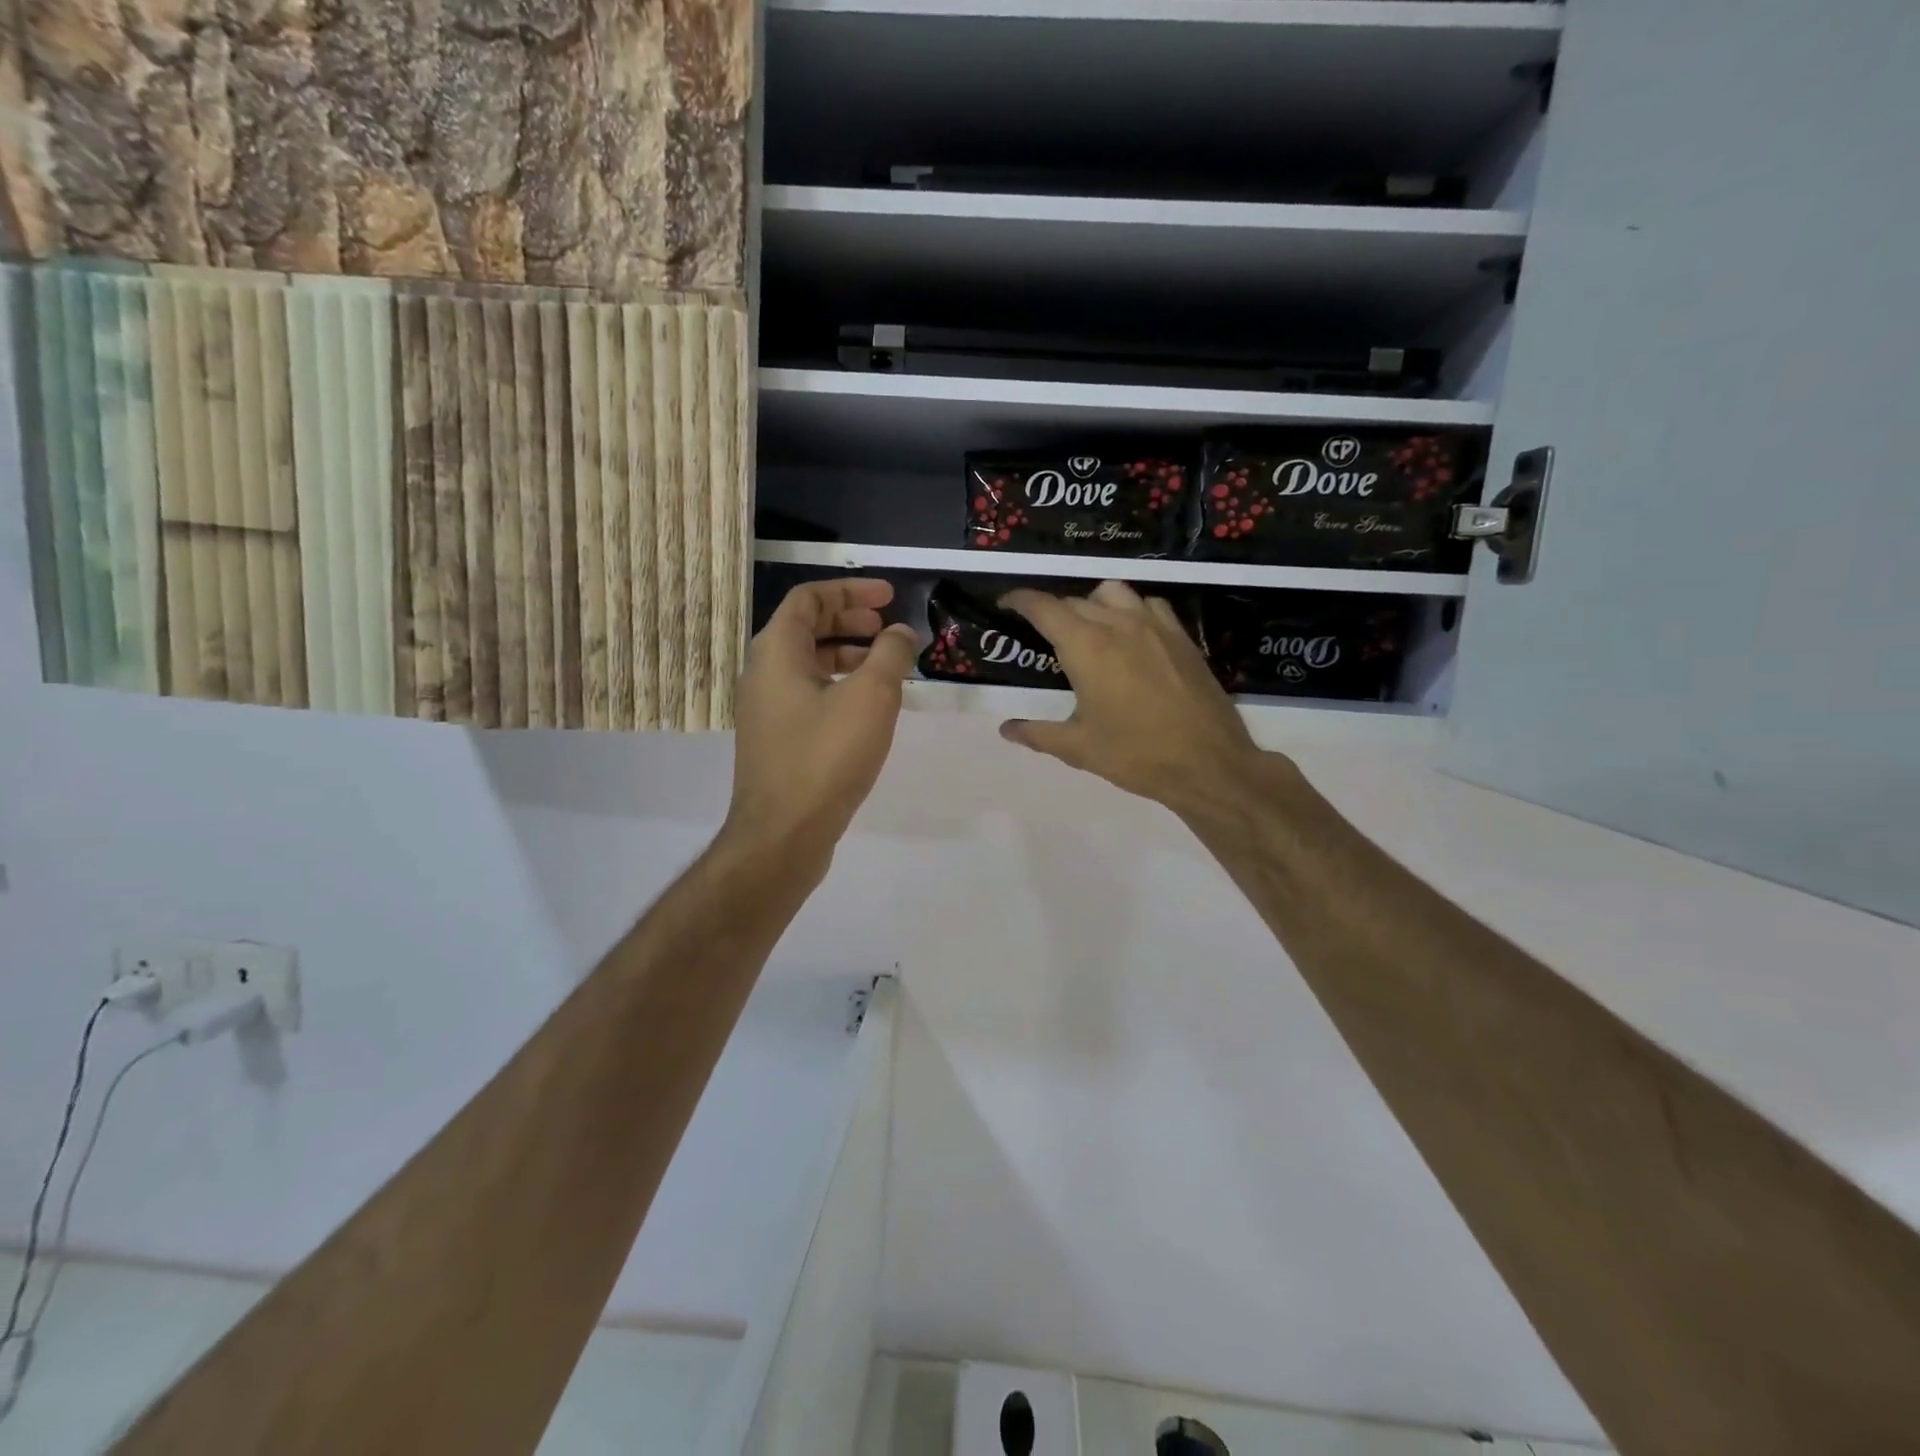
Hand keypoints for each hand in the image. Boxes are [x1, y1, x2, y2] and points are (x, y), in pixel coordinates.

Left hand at [724, 579, 918, 869]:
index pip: (809, 599)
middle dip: (850, 620)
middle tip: (888, 628)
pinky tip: (869, 708)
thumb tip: (900, 634)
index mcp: (776, 651)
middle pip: (806, 628)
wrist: (783, 834)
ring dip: (847, 655)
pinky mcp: (777, 740)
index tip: (889, 597)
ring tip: (886, 665)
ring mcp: (766, 710)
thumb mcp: (870, 698)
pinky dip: (839, 686)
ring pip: (809, 665)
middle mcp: (763, 673)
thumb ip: (890, 655)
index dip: (851, 590)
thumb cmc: (825, 757)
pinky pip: (809, 695)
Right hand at [999, 581, 1268, 814]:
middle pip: (1076, 600)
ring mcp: (1155, 626)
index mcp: (1086, 647)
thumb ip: (1037, 733)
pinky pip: (1150, 605)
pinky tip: (1131, 635)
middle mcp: (1119, 624)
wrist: (1208, 763)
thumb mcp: (1078, 748)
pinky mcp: (1182, 637)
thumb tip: (1006, 729)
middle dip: (1053, 611)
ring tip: (1089, 629)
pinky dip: (1131, 609)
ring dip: (1092, 603)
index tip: (1006, 603)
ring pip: (1114, 592)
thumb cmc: (1135, 755)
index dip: (1020, 600)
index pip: (1044, 607)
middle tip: (1043, 635)